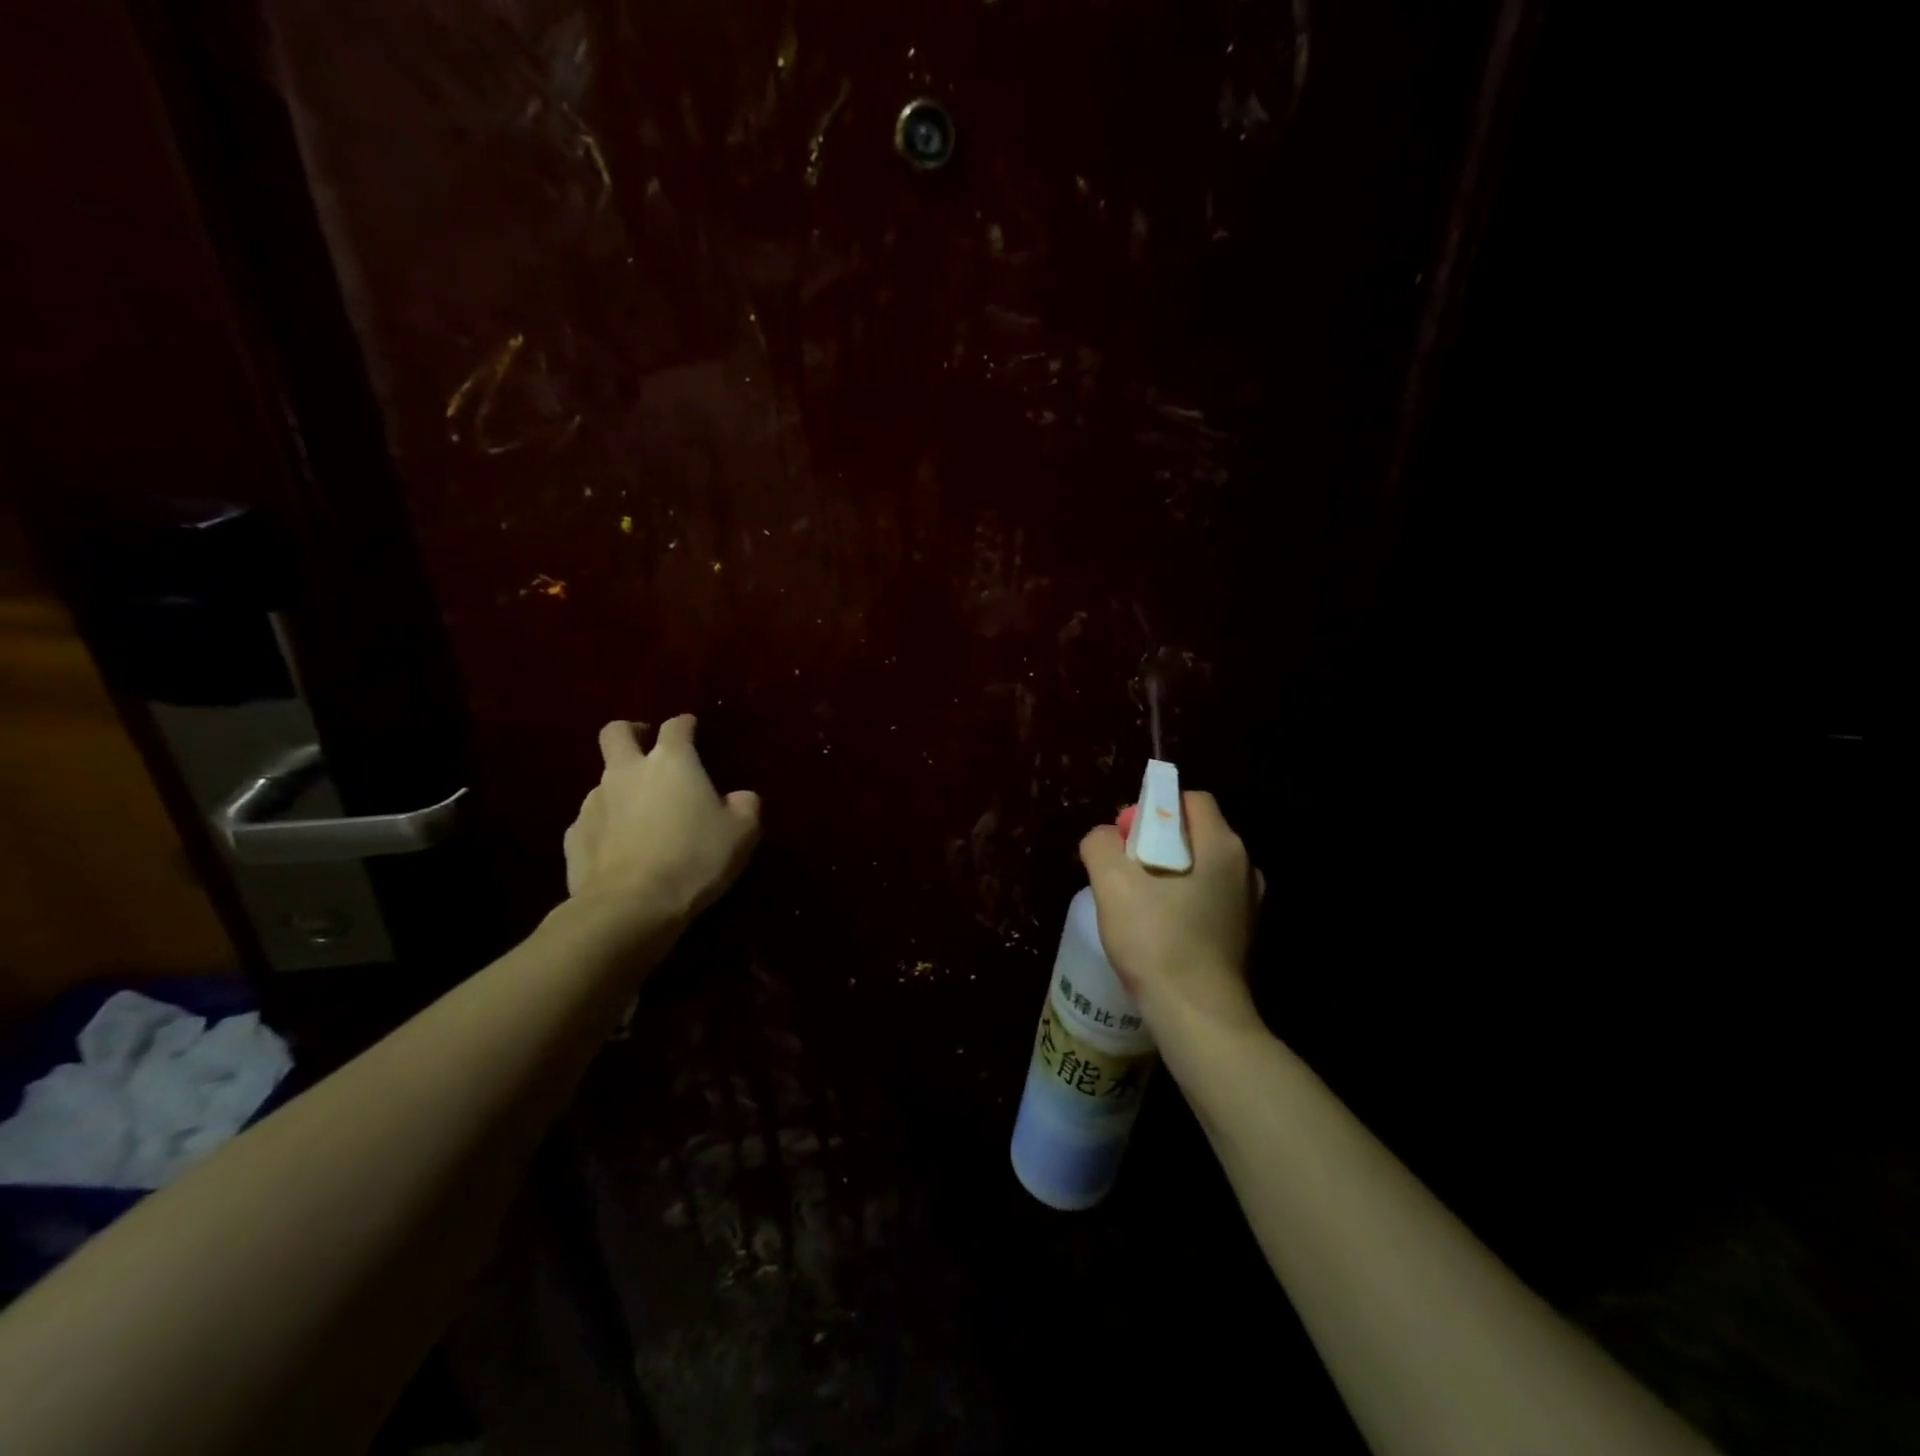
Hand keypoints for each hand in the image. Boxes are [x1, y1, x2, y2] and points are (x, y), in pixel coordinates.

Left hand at [563, 716, 760, 927]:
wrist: (631, 906)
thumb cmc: (695, 858)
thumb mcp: (742, 832)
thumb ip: (745, 805)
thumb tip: (740, 797)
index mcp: (672, 762)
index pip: (676, 726)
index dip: (686, 724)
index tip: (693, 729)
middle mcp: (627, 771)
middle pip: (616, 732)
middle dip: (631, 732)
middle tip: (648, 747)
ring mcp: (594, 802)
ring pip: (603, 779)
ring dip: (621, 787)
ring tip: (641, 815)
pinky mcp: (574, 835)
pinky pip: (592, 820)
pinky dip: (606, 825)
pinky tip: (621, 848)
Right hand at [1079, 792, 1263, 1036]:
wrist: (1197, 1014)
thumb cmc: (1156, 939)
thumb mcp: (1111, 882)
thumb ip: (1100, 844)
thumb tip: (1104, 837)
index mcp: (1221, 844)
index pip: (1190, 800)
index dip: (1154, 809)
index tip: (1127, 837)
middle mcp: (1244, 866)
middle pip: (1194, 833)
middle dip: (1155, 842)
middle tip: (1125, 871)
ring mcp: (1248, 903)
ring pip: (1200, 868)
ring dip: (1167, 874)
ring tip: (1138, 903)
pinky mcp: (1242, 934)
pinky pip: (1207, 899)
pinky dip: (1183, 902)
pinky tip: (1159, 929)